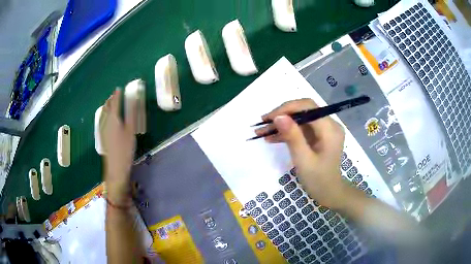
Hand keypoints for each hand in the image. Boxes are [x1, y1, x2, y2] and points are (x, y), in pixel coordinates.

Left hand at [102, 89, 135, 202]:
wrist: (115, 167)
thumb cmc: (125, 148)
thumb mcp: (131, 130)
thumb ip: (132, 113)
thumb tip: (133, 99)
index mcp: (113, 118)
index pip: (115, 103)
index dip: (117, 95)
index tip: (118, 88)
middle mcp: (106, 122)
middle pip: (107, 108)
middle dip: (110, 100)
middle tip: (114, 94)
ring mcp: (103, 129)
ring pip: (104, 114)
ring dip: (107, 106)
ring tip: (110, 102)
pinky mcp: (103, 136)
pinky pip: (103, 120)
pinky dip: (106, 114)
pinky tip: (107, 117)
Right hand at [256, 99, 346, 208]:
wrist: (329, 193)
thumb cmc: (318, 180)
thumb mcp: (303, 160)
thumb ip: (293, 137)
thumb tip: (278, 116)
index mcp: (330, 129)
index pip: (308, 107)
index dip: (287, 108)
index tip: (269, 118)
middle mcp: (329, 124)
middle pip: (304, 110)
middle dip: (283, 114)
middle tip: (263, 122)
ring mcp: (324, 130)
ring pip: (300, 118)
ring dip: (282, 123)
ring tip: (263, 131)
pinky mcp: (318, 136)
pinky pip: (301, 128)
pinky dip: (288, 132)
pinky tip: (272, 138)